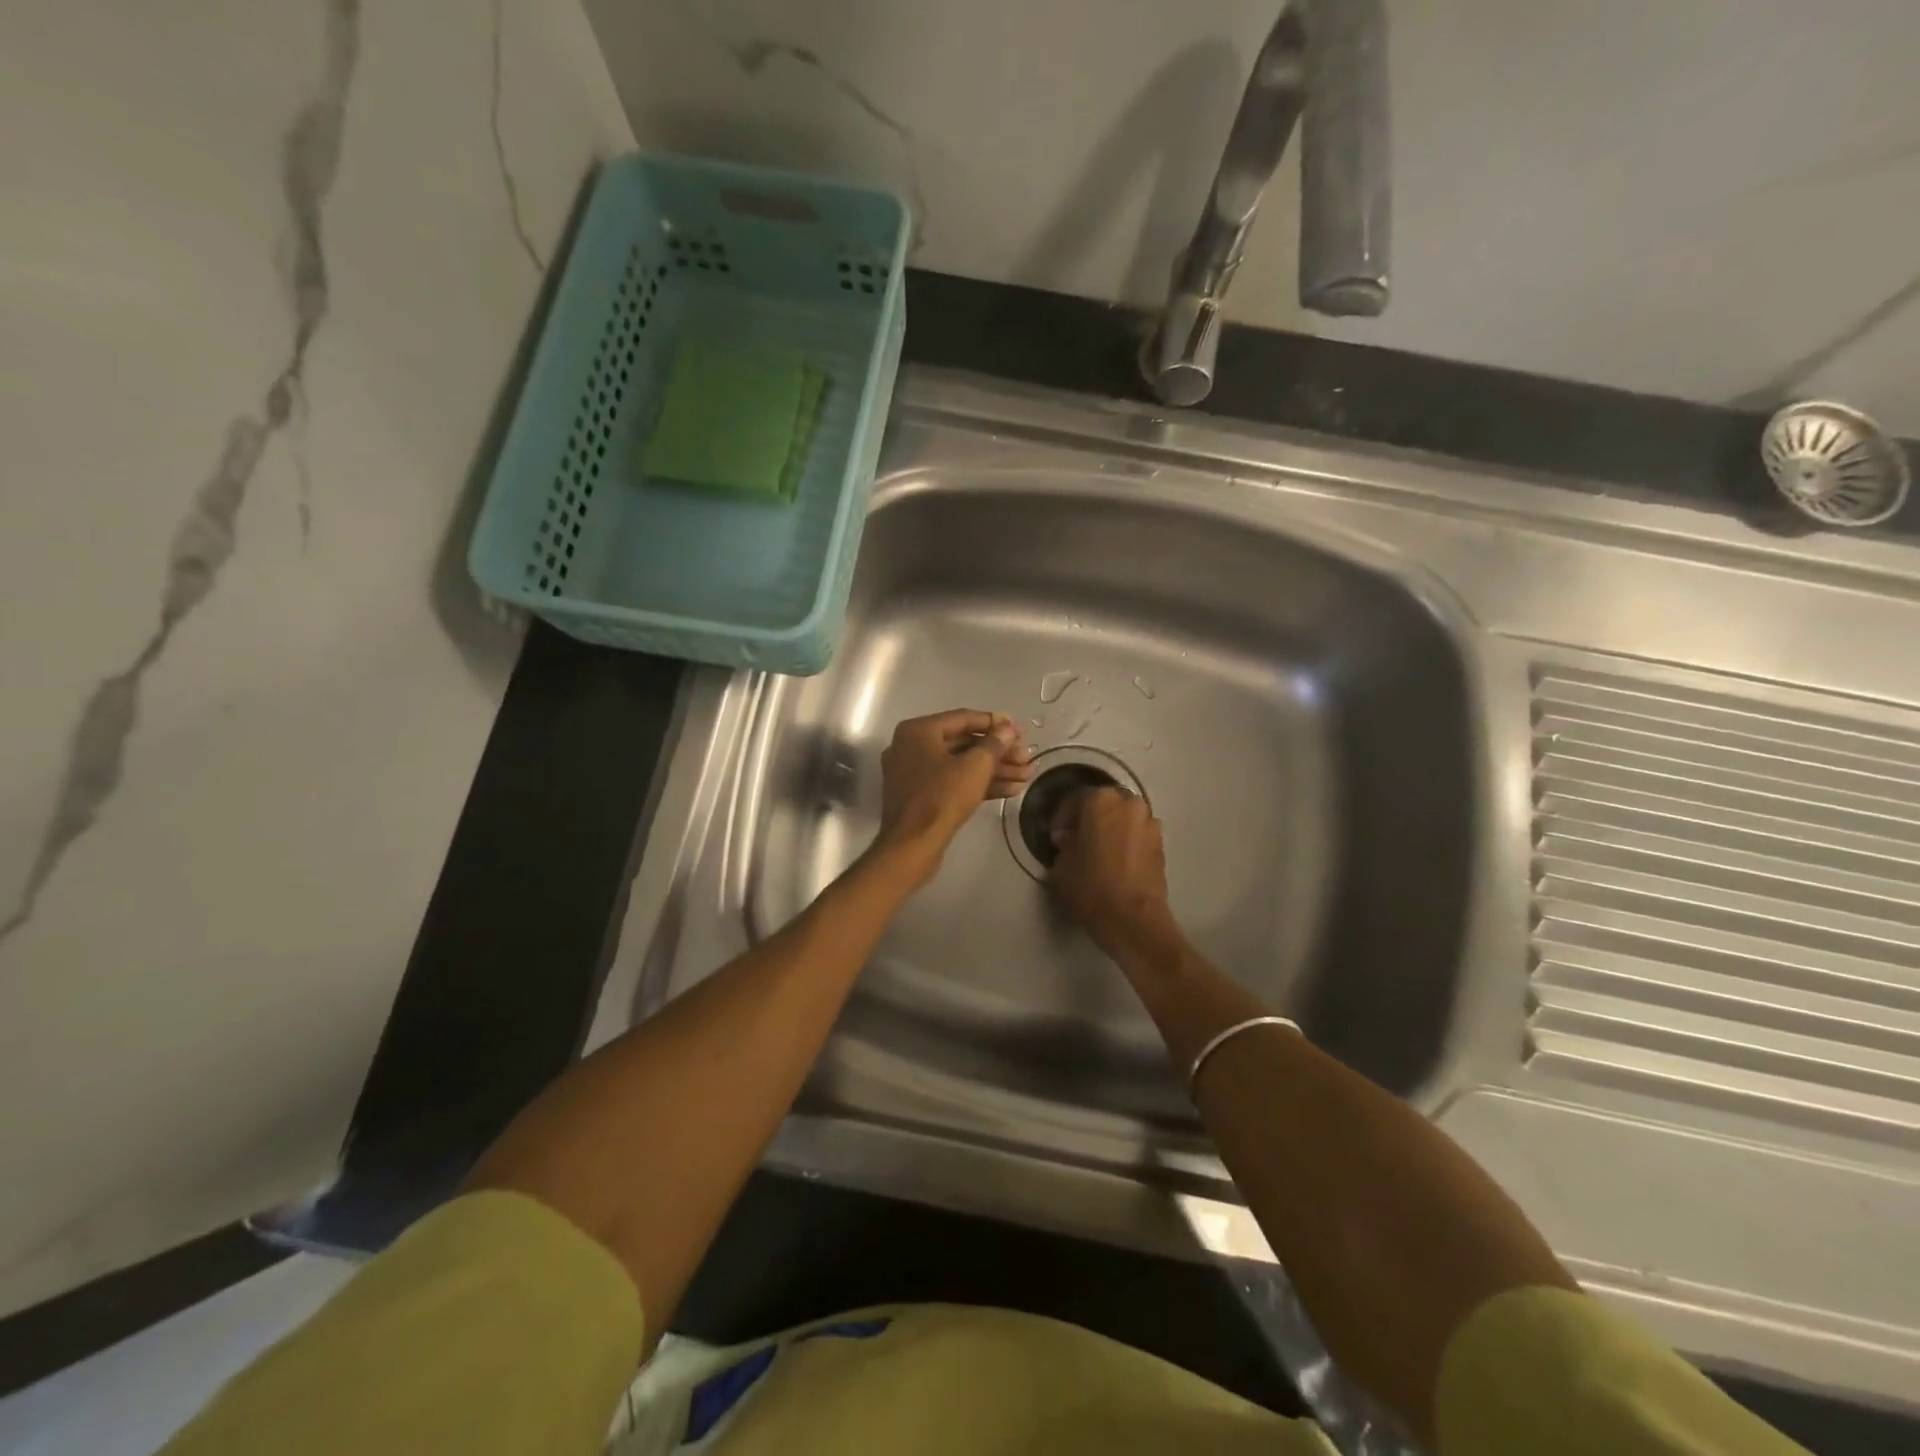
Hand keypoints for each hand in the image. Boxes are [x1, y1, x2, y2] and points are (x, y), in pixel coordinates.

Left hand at [875, 710, 1031, 882]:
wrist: (912, 845)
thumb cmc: (942, 797)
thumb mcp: (975, 767)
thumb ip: (995, 744)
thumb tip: (1008, 728)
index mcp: (918, 731)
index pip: (963, 718)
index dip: (995, 724)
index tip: (1020, 731)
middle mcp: (912, 747)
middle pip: (964, 743)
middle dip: (999, 753)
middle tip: (1027, 759)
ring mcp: (914, 773)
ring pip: (961, 765)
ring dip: (995, 770)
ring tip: (1027, 776)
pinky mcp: (921, 796)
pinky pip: (953, 782)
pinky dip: (979, 784)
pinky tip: (1011, 790)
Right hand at [1050, 787, 1182, 967]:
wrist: (1133, 918)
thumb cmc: (1091, 886)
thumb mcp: (1063, 863)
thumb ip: (1065, 842)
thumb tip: (1069, 836)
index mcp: (1101, 800)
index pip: (1076, 798)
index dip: (1062, 816)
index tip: (1055, 836)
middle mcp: (1129, 803)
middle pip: (1104, 803)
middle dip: (1089, 818)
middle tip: (1076, 839)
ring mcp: (1150, 822)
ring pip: (1124, 818)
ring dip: (1110, 828)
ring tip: (1098, 850)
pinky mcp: (1161, 844)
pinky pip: (1137, 834)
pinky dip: (1126, 841)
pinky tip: (1116, 861)